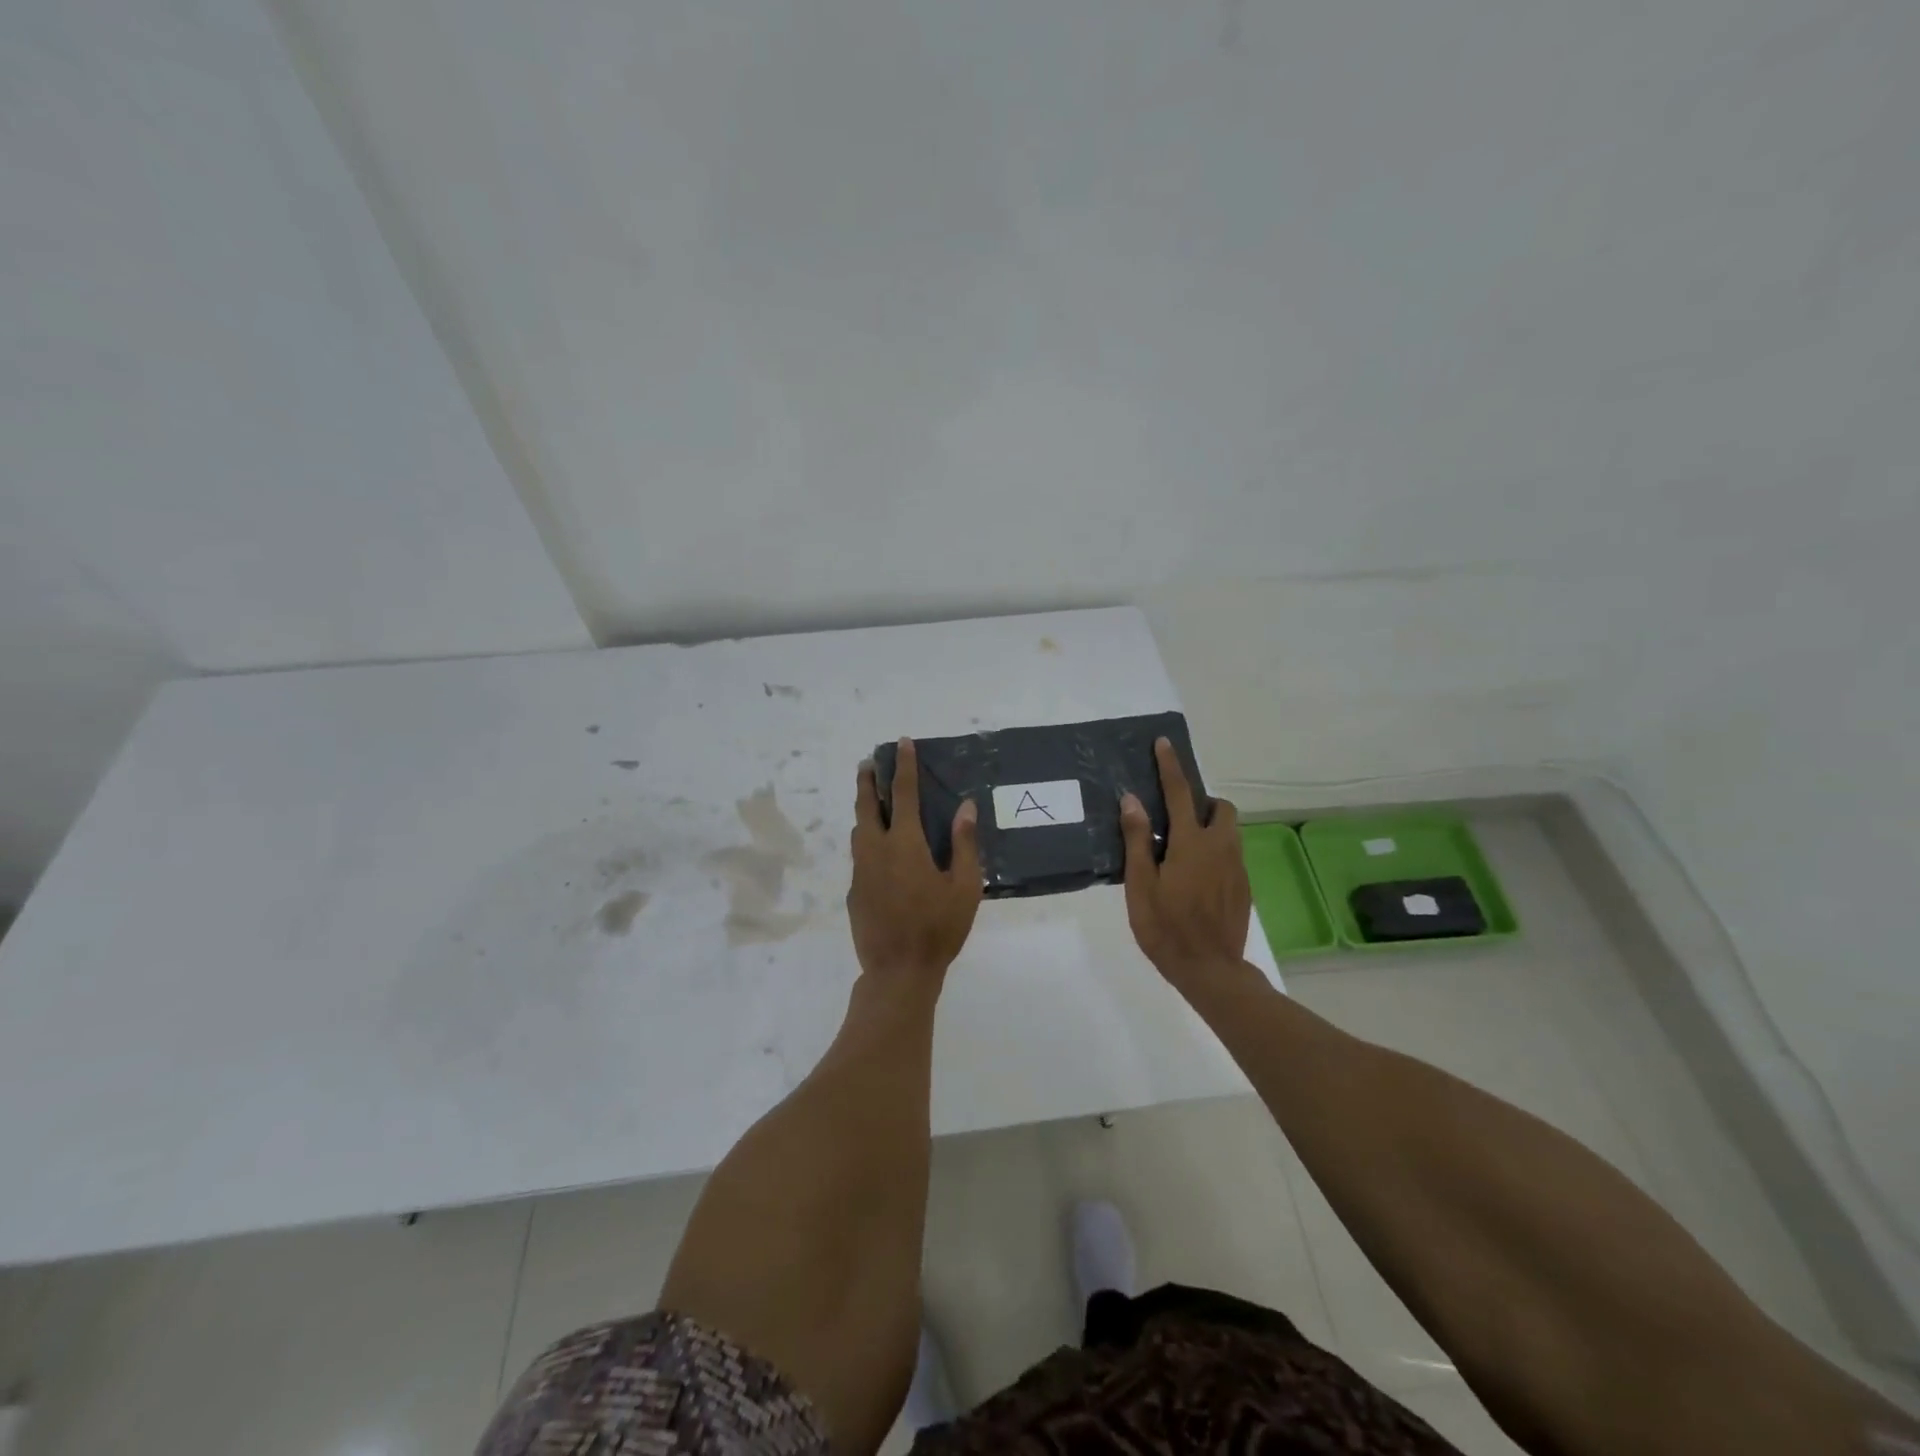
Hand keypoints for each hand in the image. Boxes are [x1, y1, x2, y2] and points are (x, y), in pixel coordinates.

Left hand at [847, 737, 983, 983]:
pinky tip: (880, 855)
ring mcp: (861, 872)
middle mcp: (876, 850)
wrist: (898, 972)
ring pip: (858, 831)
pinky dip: (867, 843)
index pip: (903, 794)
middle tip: (869, 763)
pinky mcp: (854, 892)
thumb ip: (964, 844)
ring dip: (864, 810)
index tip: (903, 744)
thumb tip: (965, 807)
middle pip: (867, 805)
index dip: (904, 766)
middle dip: (868, 780)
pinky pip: (860, 857)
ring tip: (873, 802)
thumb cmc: (938, 928)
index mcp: (905, 844)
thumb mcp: (965, 887)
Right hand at [1120, 737, 1249, 985]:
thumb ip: (1138, 840)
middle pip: (1220, 807)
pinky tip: (1195, 878)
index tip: (1164, 743)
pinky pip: (1231, 855)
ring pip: (1229, 831)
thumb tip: (1132, 799)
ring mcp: (1236, 867)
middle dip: (1202, 802)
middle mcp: (1221, 847)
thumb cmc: (1165, 928)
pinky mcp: (1243, 887)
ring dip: (1210, 826)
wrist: (1210, 970)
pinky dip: (1215, 852)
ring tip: (1183, 850)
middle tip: (1177, 818)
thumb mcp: (1141, 885)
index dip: (1170, 766)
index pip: (1179, 793)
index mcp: (1191, 843)